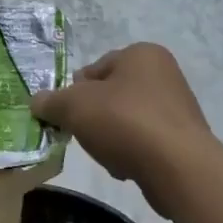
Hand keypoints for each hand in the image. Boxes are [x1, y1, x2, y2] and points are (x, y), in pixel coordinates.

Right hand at [30, 44, 212, 214]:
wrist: (178, 167)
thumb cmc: (124, 121)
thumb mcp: (74, 106)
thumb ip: (51, 101)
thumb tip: (37, 102)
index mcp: (141, 54)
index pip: (95, 68)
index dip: (74, 92)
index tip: (65, 114)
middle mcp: (164, 73)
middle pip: (111, 95)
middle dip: (94, 116)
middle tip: (82, 134)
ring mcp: (178, 107)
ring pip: (126, 120)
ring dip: (111, 137)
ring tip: (107, 155)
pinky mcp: (184, 139)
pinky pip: (145, 142)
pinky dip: (132, 152)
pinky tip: (126, 167)